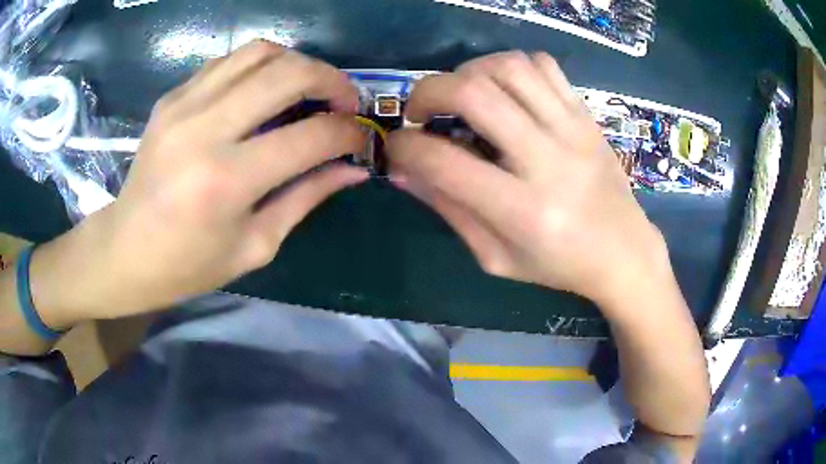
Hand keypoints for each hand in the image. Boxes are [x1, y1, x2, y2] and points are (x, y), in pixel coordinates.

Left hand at [32, 41, 367, 325]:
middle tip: (345, 101)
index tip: (362, 138)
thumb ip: (305, 198)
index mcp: (227, 181)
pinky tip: (264, 90)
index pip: (311, 136)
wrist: (125, 249)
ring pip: (260, 52)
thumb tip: (353, 170)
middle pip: (289, 73)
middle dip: (333, 80)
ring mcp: (183, 105)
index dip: (349, 132)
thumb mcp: (255, 245)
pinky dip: (260, 66)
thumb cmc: (188, 265)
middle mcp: (204, 130)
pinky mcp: (172, 97)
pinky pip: (229, 61)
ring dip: (297, 64)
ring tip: (307, 89)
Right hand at [387, 51, 666, 306]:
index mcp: (522, 211)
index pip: (444, 162)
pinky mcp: (586, 115)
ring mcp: (572, 129)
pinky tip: (505, 90)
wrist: (623, 251)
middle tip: (421, 110)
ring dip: (469, 72)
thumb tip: (404, 170)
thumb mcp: (496, 257)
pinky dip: (511, 67)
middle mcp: (548, 160)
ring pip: (508, 67)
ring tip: (463, 96)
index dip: (405, 148)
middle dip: (428, 91)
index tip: (397, 147)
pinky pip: (543, 65)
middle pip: (474, 93)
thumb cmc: (559, 265)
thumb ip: (449, 209)